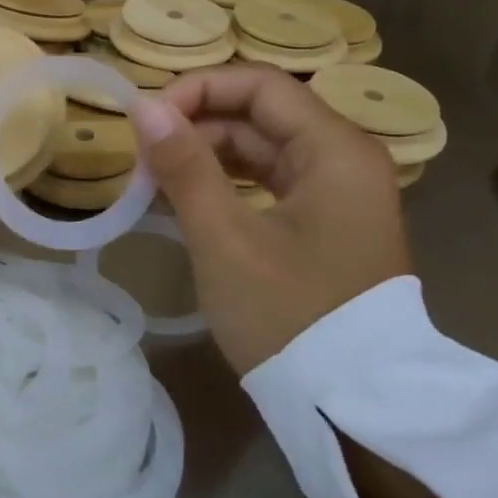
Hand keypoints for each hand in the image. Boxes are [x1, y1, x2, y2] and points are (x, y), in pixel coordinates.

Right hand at [128, 65, 411, 373]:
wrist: (354, 411)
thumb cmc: (289, 317)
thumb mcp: (225, 239)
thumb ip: (184, 165)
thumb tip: (143, 106)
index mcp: (336, 149)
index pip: (260, 85)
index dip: (198, 90)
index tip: (147, 120)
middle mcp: (346, 158)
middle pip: (262, 113)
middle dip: (198, 124)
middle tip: (143, 154)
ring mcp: (340, 192)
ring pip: (264, 147)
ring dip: (208, 154)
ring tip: (156, 175)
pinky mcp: (328, 222)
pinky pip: (271, 180)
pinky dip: (228, 182)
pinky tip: (188, 197)